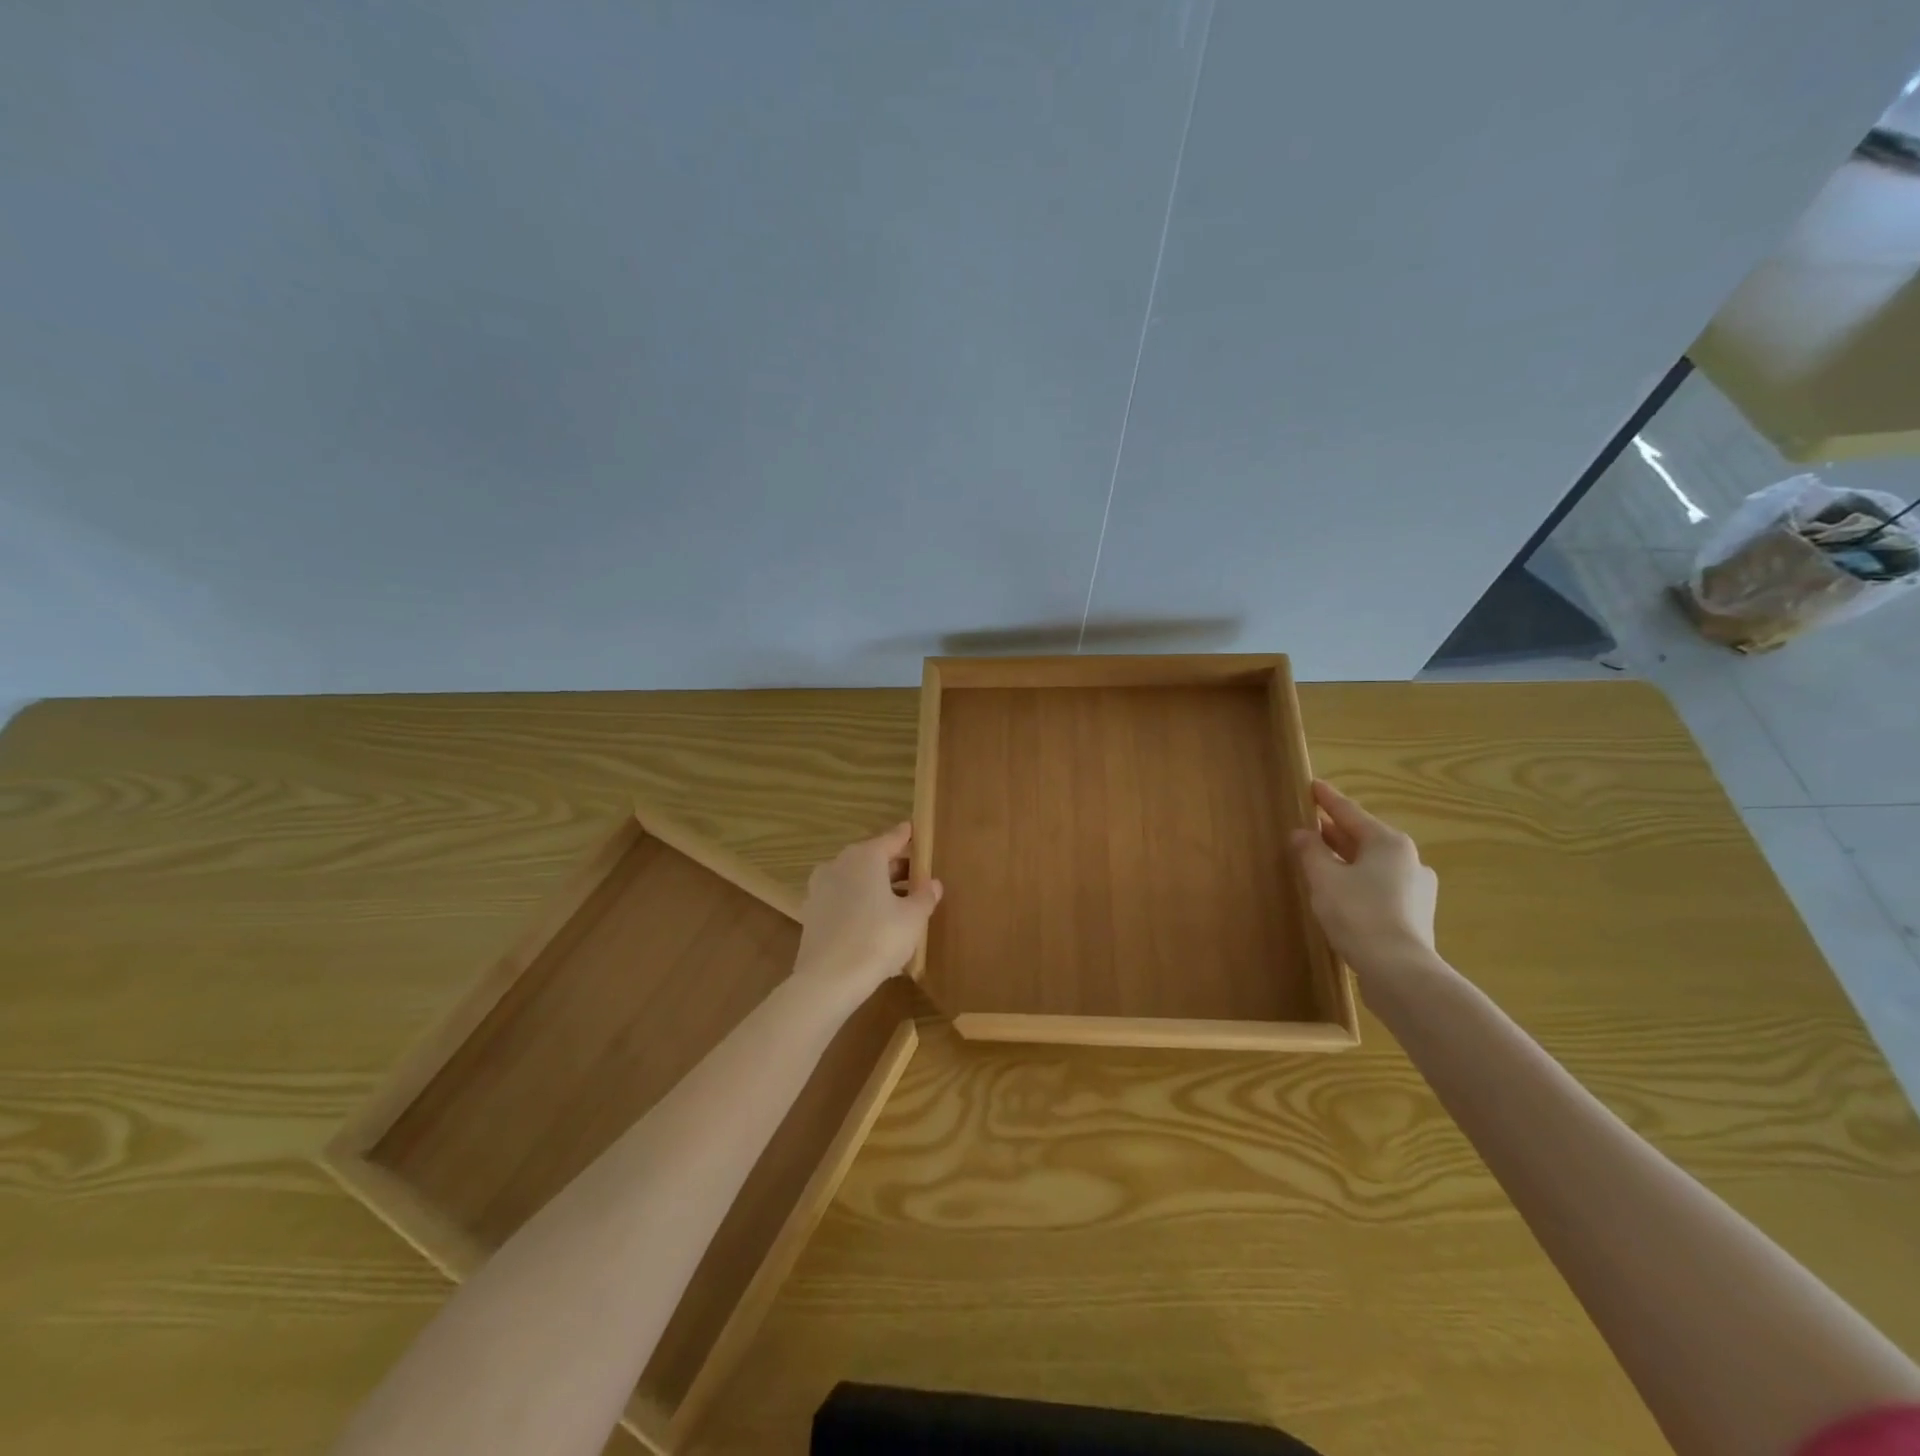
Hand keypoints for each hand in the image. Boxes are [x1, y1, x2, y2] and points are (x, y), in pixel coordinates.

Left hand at [792, 823, 941, 1000]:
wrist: (828, 980)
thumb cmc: (878, 939)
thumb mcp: (913, 918)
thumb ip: (925, 896)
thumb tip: (933, 883)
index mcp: (865, 856)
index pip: (892, 837)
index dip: (907, 836)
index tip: (916, 830)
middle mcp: (839, 864)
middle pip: (872, 858)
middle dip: (894, 866)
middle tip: (916, 876)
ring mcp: (820, 888)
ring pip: (855, 879)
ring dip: (876, 886)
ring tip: (899, 902)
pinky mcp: (812, 912)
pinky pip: (843, 899)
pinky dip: (859, 903)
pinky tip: (874, 922)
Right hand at [1291, 780, 1439, 981]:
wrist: (1400, 971)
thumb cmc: (1358, 914)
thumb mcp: (1323, 878)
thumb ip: (1310, 851)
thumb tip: (1301, 833)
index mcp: (1388, 842)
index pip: (1349, 812)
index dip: (1327, 799)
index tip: (1312, 785)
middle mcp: (1408, 859)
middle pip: (1364, 838)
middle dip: (1335, 831)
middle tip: (1310, 824)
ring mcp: (1416, 889)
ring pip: (1372, 864)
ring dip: (1346, 859)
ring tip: (1320, 861)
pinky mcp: (1414, 915)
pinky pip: (1379, 887)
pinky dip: (1357, 882)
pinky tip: (1341, 894)